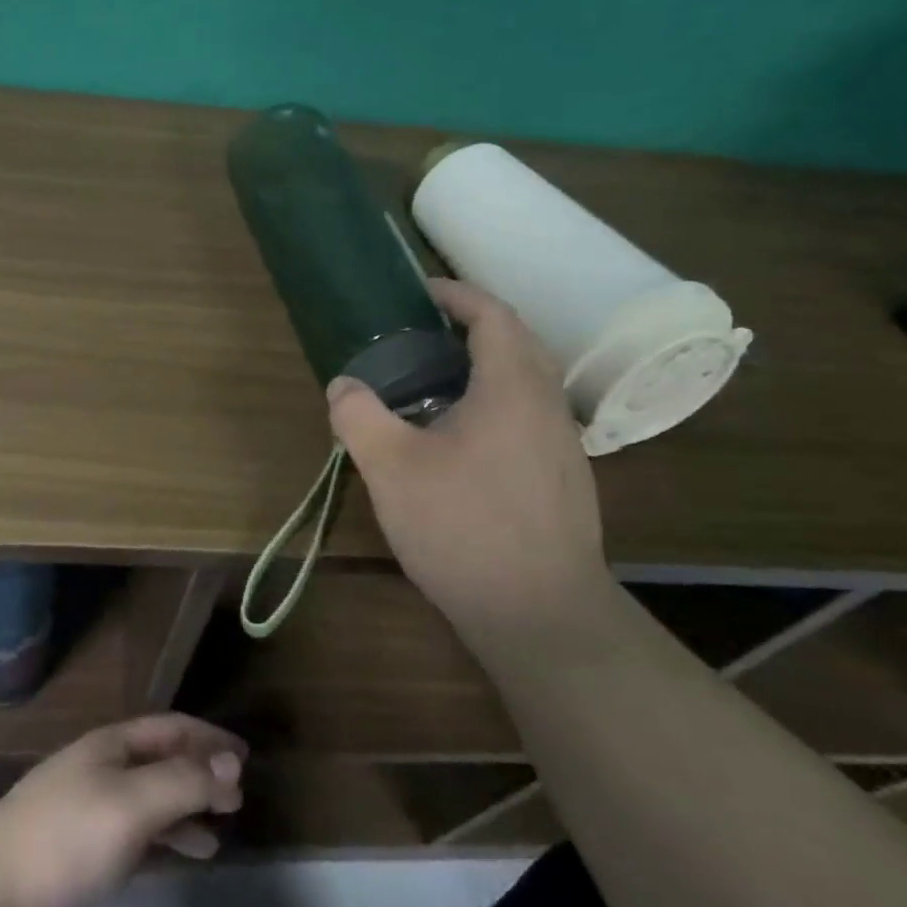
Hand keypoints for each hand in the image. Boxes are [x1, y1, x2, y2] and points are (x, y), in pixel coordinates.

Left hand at [0, 715, 246, 906]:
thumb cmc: (67, 836)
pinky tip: (180, 855)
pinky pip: (137, 830)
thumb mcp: (132, 803)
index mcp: (113, 744)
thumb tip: (230, 762)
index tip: (246, 757)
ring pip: (152, 797)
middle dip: (202, 773)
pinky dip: (164, 837)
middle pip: (163, 760)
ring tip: (219, 831)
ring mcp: (91, 805)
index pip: (172, 728)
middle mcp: (104, 766)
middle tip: (239, 798)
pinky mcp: (83, 846)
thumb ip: (184, 781)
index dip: (210, 738)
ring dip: (186, 807)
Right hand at [327, 278, 605, 622]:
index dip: (458, 294)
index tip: (421, 291)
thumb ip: (360, 416)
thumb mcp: (391, 468)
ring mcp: (562, 444)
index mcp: (512, 387)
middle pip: (517, 342)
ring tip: (434, 379)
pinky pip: (528, 415)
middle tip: (422, 332)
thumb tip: (344, 386)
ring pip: (526, 382)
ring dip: (485, 365)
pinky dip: (496, 401)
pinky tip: (460, 436)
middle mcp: (547, 405)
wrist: (539, 614)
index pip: (494, 316)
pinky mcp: (563, 478)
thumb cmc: (463, 527)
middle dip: (473, 325)